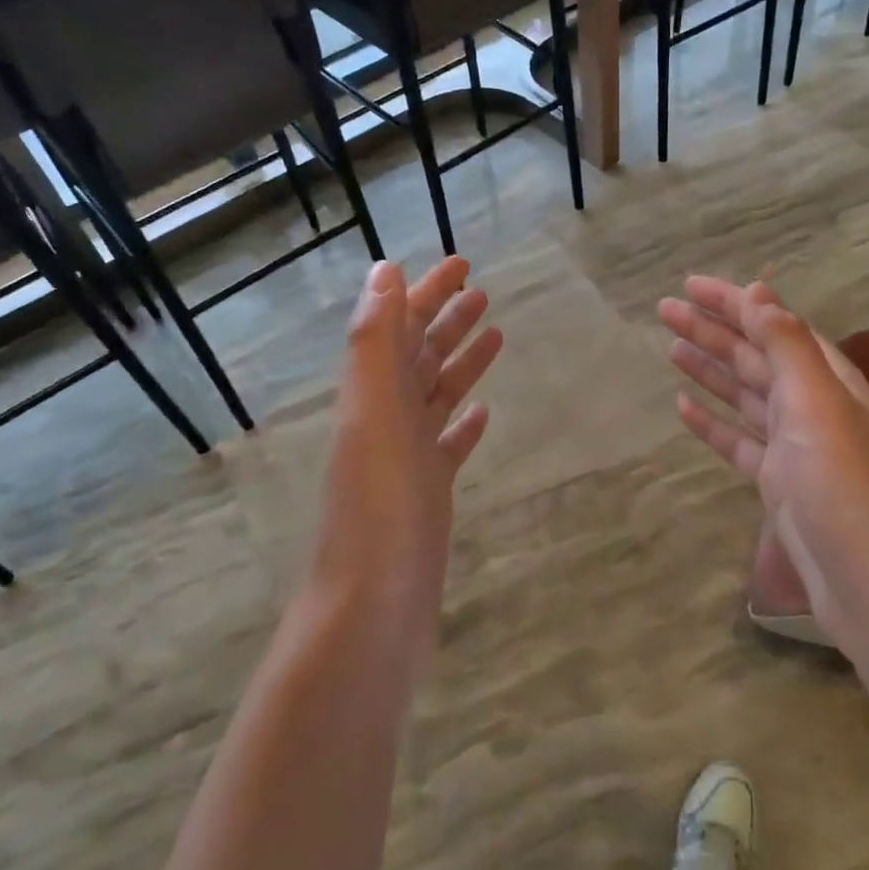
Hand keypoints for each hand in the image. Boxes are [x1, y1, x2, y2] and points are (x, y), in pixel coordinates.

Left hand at [310, 257, 502, 676]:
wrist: (374, 605)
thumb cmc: (379, 505)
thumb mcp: (374, 413)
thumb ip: (375, 342)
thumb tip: (383, 271)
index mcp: (374, 394)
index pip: (401, 327)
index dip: (427, 293)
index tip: (462, 264)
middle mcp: (387, 418)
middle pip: (420, 355)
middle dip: (447, 319)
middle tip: (483, 291)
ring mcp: (408, 457)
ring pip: (437, 395)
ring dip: (460, 361)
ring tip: (494, 334)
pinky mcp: (428, 492)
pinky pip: (448, 444)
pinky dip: (462, 422)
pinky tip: (482, 413)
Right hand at [659, 276, 868, 646]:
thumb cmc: (844, 488)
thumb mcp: (818, 406)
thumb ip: (787, 347)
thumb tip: (760, 292)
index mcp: (828, 380)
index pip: (775, 325)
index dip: (734, 302)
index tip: (691, 285)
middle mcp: (813, 406)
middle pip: (755, 357)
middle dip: (712, 330)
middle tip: (664, 311)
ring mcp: (795, 448)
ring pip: (745, 396)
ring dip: (710, 370)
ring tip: (670, 348)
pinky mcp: (779, 485)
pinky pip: (739, 443)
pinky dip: (713, 423)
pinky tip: (684, 409)